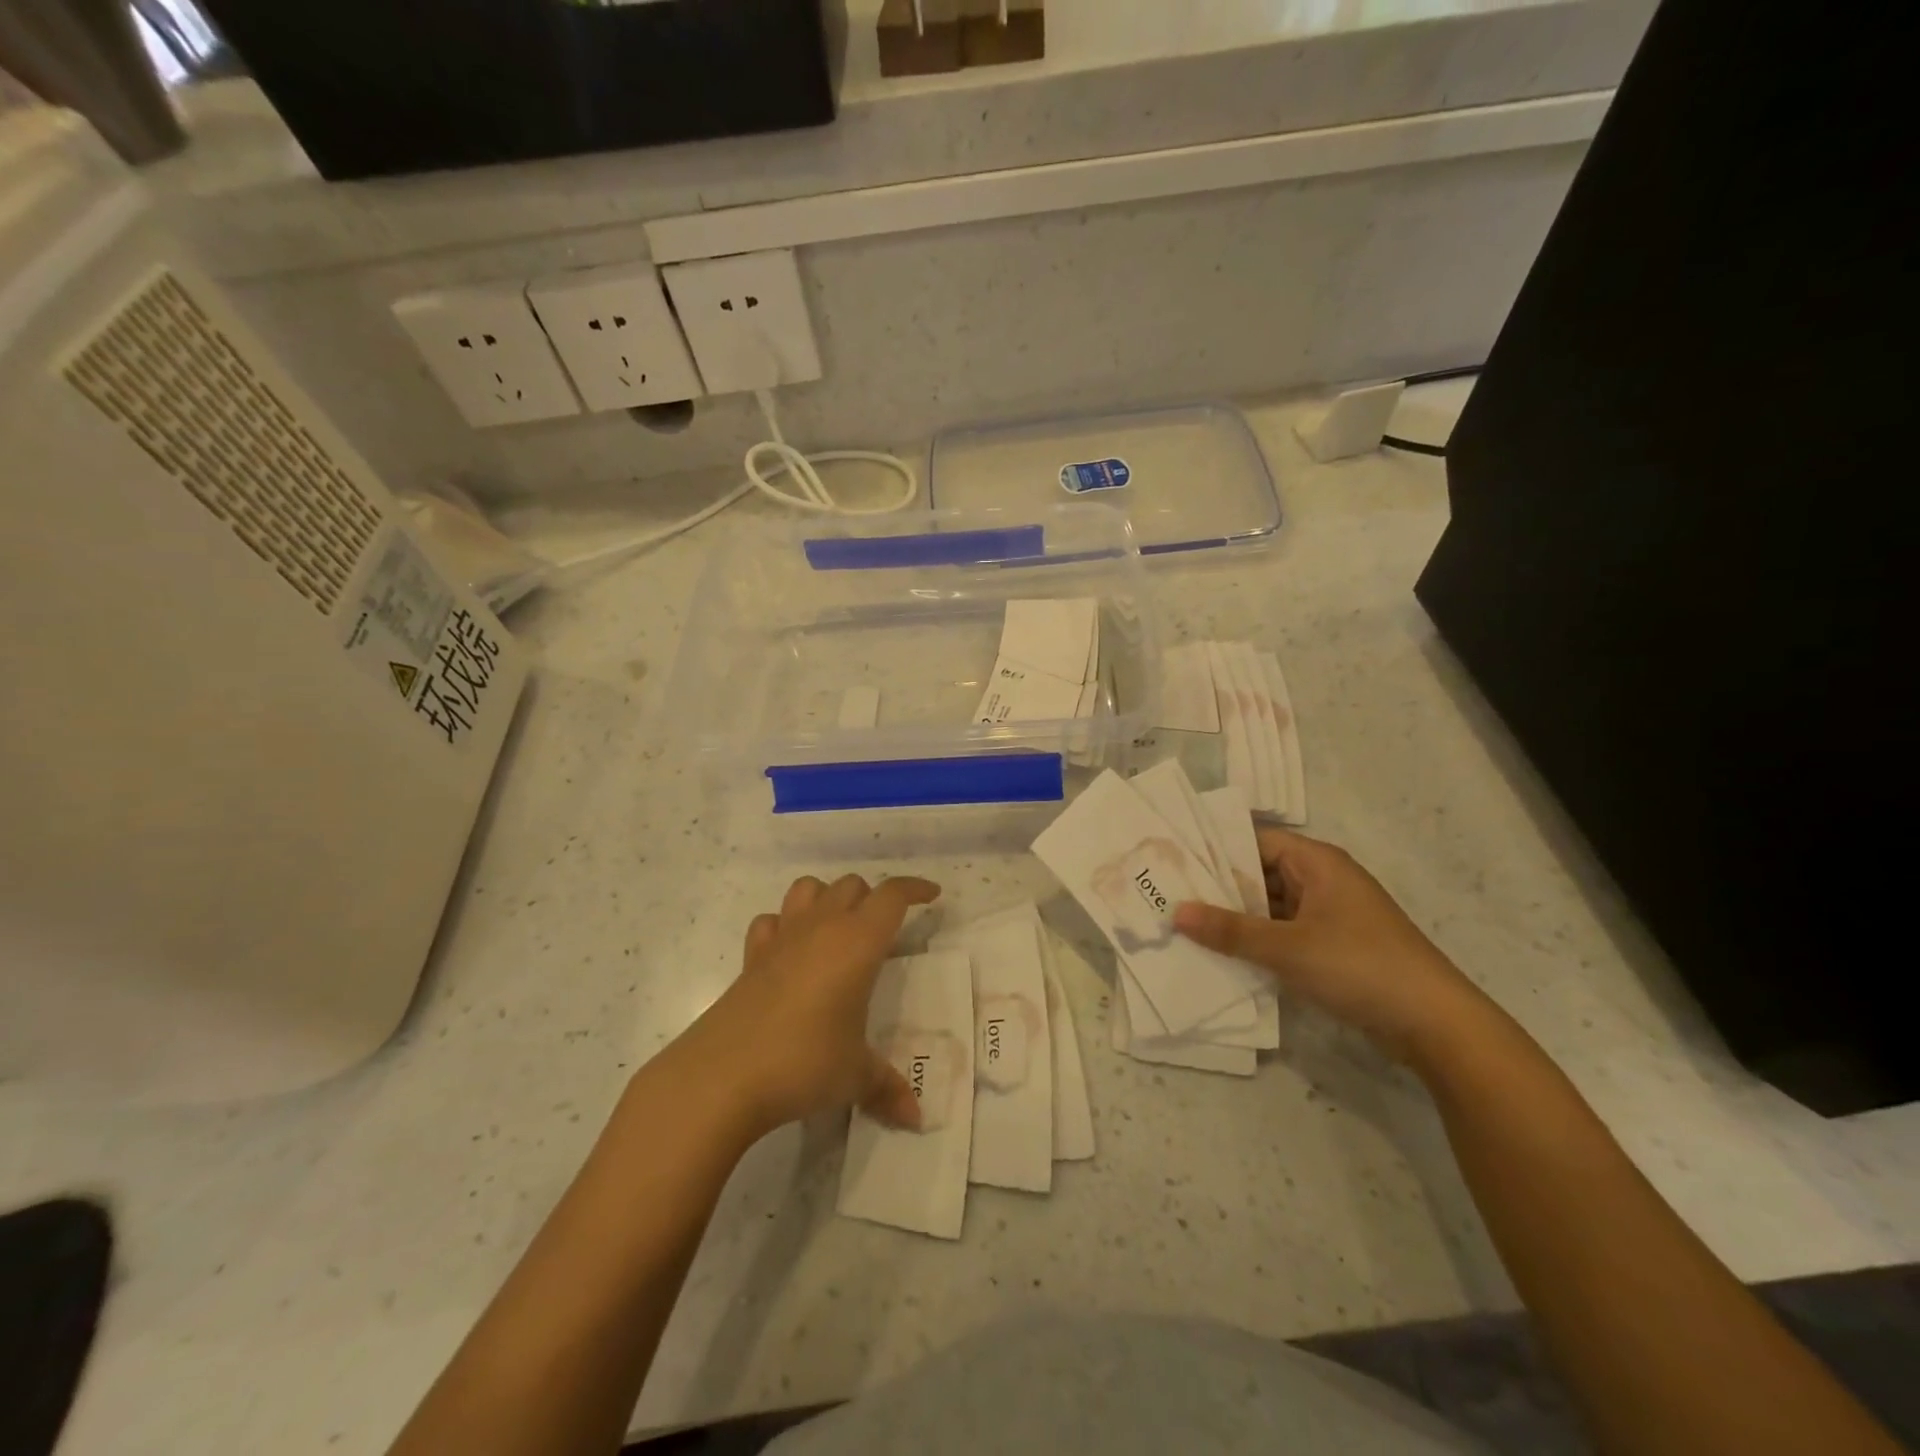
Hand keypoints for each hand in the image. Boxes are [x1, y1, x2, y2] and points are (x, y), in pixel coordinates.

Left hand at [674, 874, 940, 1140]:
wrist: (722, 1076)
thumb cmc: (804, 1063)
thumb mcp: (854, 1077)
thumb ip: (887, 1088)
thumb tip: (916, 1118)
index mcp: (857, 943)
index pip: (892, 896)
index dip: (915, 888)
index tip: (932, 894)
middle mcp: (821, 929)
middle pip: (851, 886)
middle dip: (872, 898)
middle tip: (884, 930)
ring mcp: (781, 939)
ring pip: (808, 889)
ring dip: (827, 898)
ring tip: (838, 929)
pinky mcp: (751, 959)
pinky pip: (771, 923)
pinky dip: (784, 925)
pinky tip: (790, 951)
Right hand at [1173, 828, 1487, 1065]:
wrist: (1436, 1024)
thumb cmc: (1360, 966)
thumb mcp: (1287, 947)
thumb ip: (1229, 930)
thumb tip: (1175, 912)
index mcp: (1316, 862)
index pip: (1254, 840)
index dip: (1214, 848)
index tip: (1171, 860)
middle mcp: (1322, 880)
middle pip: (1259, 873)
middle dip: (1218, 887)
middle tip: (1167, 895)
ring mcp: (1329, 914)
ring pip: (1270, 906)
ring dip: (1236, 918)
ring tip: (1184, 926)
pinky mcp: (1332, 946)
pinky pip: (1283, 932)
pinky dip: (1257, 941)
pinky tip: (1222, 954)